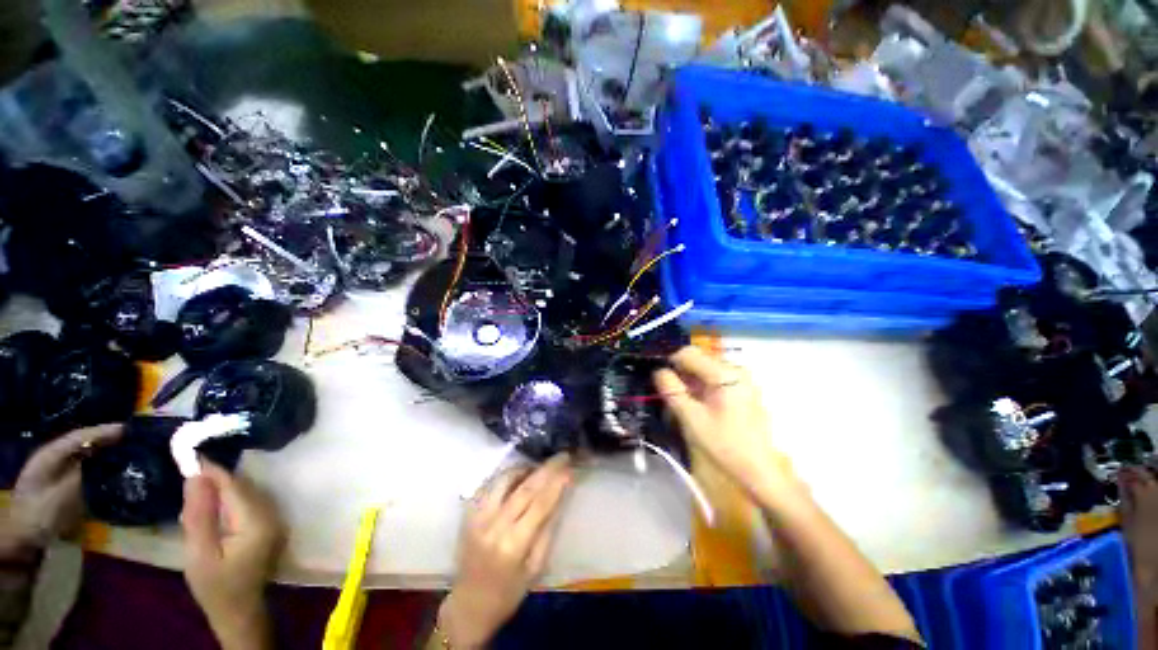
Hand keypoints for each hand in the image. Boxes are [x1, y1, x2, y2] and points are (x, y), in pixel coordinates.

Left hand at [3, 424, 121, 553]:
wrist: (22, 542)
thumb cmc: (39, 515)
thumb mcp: (60, 496)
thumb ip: (82, 476)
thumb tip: (109, 460)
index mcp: (49, 456)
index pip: (79, 437)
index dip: (102, 432)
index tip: (127, 429)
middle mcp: (52, 459)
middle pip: (82, 445)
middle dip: (106, 441)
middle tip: (132, 439)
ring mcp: (56, 474)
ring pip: (84, 457)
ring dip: (104, 453)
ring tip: (127, 453)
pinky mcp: (63, 487)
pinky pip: (85, 471)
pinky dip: (100, 467)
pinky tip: (113, 472)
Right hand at [181, 462, 282, 649]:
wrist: (238, 611)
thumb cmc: (216, 587)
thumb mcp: (199, 554)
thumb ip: (199, 514)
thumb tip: (196, 476)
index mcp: (258, 521)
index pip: (235, 487)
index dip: (213, 470)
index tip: (191, 453)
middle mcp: (272, 514)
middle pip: (242, 488)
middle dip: (215, 479)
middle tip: (188, 469)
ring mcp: (273, 519)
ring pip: (245, 494)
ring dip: (221, 489)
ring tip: (195, 484)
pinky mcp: (267, 525)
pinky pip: (246, 504)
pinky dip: (228, 500)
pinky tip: (210, 503)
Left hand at [439, 455, 572, 648]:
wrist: (468, 606)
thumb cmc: (508, 593)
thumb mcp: (535, 567)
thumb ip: (547, 530)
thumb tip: (559, 497)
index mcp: (513, 545)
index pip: (540, 504)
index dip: (556, 483)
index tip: (569, 468)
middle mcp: (493, 526)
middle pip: (524, 488)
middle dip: (546, 469)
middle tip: (561, 456)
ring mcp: (477, 517)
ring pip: (504, 479)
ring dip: (525, 468)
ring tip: (539, 467)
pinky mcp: (468, 514)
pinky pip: (490, 485)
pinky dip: (506, 476)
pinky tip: (518, 477)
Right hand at [655, 347, 800, 505]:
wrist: (758, 472)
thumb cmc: (724, 445)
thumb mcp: (691, 418)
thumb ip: (672, 390)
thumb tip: (658, 371)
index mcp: (725, 373)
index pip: (688, 353)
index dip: (669, 362)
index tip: (658, 379)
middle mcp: (735, 369)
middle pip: (697, 359)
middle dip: (679, 373)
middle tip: (668, 394)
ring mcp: (741, 379)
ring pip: (704, 369)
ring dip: (689, 381)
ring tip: (681, 402)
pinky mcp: (742, 389)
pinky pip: (713, 379)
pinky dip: (700, 387)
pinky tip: (697, 405)